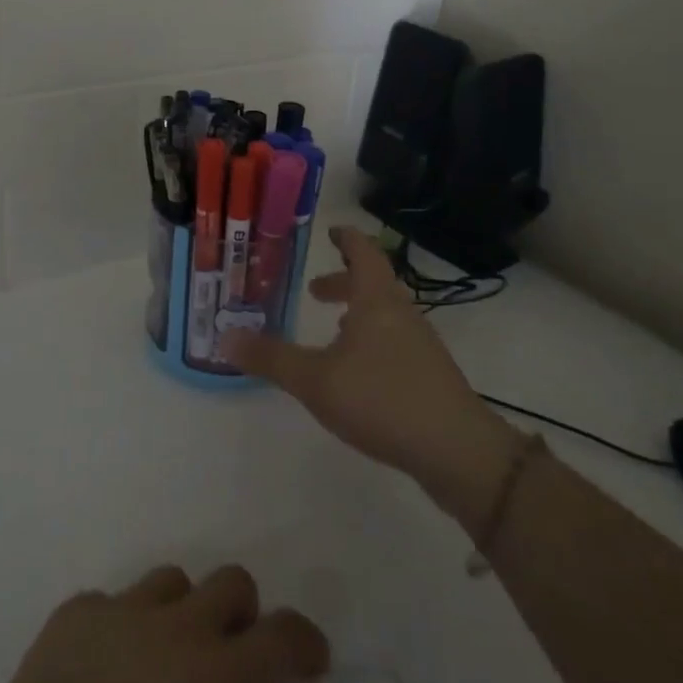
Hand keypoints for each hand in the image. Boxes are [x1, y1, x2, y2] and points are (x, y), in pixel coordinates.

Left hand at [0, 564, 327, 682]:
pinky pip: (111, 602)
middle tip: (236, 661)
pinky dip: (121, 628)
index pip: (282, 635)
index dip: (305, 643)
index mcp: (216, 681)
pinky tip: (105, 676)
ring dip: (183, 614)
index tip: (309, 663)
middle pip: (229, 583)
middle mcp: (172, 628)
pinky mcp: (69, 617)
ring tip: (168, 665)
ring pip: (170, 581)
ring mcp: (116, 614)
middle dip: (244, 617)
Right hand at [222, 227, 516, 503]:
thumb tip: (225, 337)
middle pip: (373, 283)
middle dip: (343, 282)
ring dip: (356, 313)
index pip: (363, 252)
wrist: (457, 451)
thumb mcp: (315, 379)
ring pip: (384, 315)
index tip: (330, 231)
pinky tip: (356, 372)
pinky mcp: (428, 375)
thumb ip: (270, 358)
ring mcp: (420, 345)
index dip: (346, 238)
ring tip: (331, 329)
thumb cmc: (382, 398)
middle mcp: (401, 313)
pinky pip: (393, 341)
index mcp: (376, 300)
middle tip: (315, 289)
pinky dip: (370, 340)